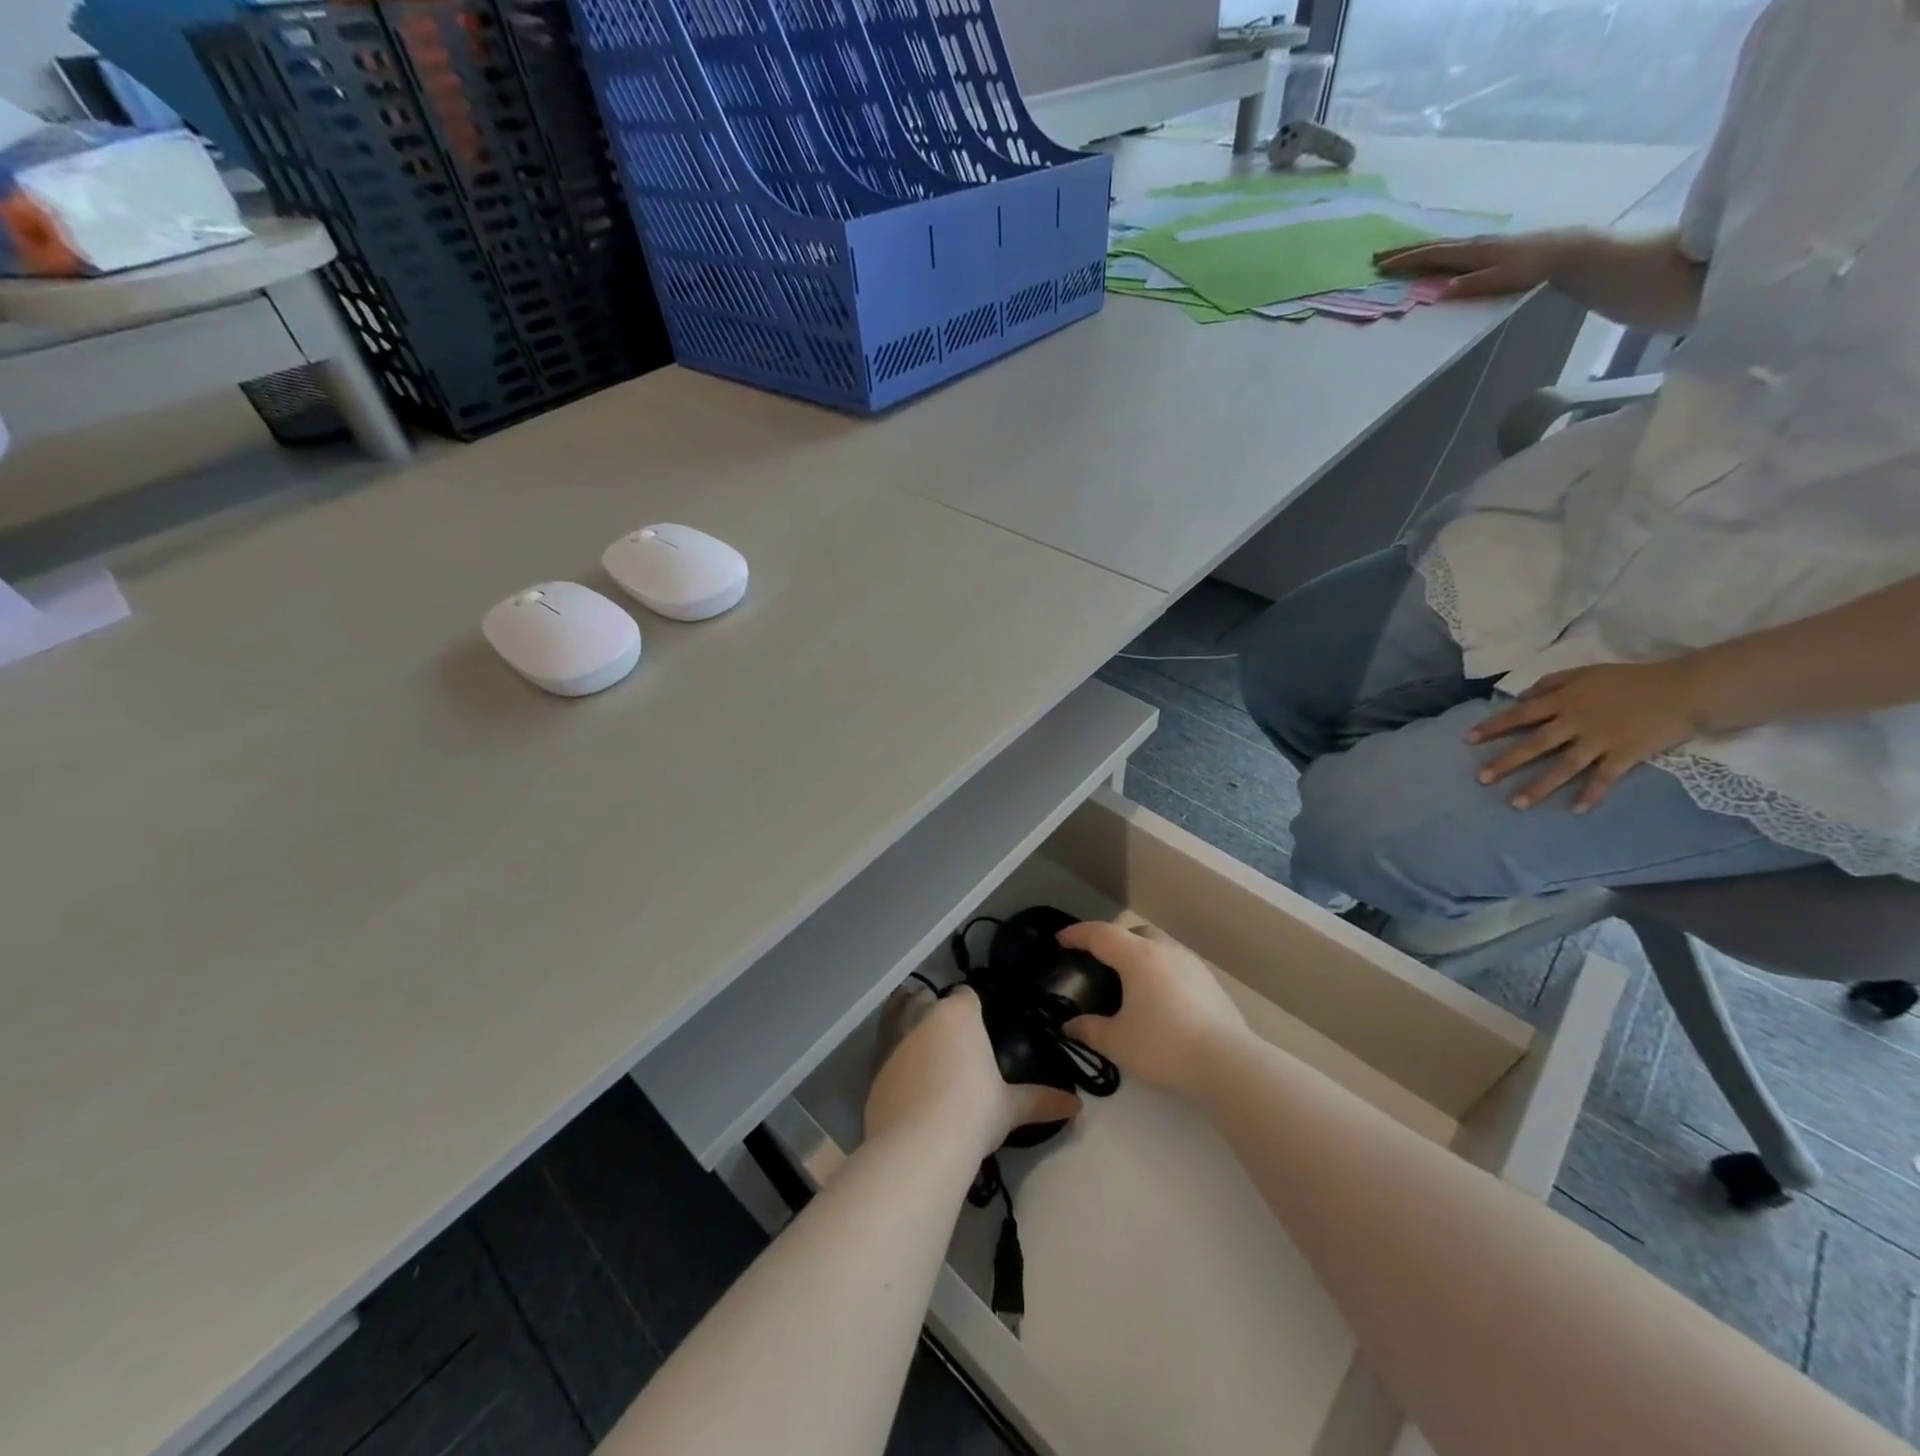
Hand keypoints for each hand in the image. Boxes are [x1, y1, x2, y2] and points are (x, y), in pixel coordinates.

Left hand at [865, 987, 1078, 1156]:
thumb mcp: (1010, 1108)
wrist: (919, 1145)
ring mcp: (893, 1038)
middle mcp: (924, 1015)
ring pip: (897, 1012)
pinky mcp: (872, 1064)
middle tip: (946, 1034)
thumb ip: (1040, 1101)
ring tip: (916, 1037)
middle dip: (934, 1008)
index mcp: (959, 1014)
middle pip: (926, 998)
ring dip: (904, 1017)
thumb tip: (1076, 1106)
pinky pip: (881, 1044)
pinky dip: (889, 1049)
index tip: (975, 1023)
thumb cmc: (973, 1114)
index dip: (970, 1006)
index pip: (965, 995)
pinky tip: (898, 1067)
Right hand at [1057, 921, 1247, 1098]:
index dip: (1077, 934)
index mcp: (1137, 957)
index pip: (1100, 934)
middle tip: (1099, 962)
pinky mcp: (1210, 983)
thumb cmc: (1165, 1046)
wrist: (1229, 1064)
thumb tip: (1070, 1026)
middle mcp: (1165, 951)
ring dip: (1140, 955)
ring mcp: (1192, 964)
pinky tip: (1160, 1000)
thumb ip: (1090, 1031)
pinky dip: (1160, 972)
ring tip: (1130, 983)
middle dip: (1113, 941)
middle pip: (1133, 933)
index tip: (1061, 939)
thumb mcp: (1118, 1043)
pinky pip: (1176, 966)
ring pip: (1158, 947)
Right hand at [1374, 230, 1584, 299]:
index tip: (1381, 264)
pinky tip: (1434, 254)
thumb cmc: (1533, 269)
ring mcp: (1483, 244)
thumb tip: (1438, 291)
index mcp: (1472, 252)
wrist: (1569, 252)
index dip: (1406, 260)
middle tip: (1379, 256)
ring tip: (1400, 255)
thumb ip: (1470, 285)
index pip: (1432, 255)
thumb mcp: (1500, 280)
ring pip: (1442, 245)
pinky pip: (1453, 248)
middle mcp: (1474, 243)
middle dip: (1405, 251)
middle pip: (1433, 246)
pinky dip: (1436, 251)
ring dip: (1418, 250)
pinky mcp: (1490, 247)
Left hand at [1467, 660, 1710, 812]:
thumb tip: (1519, 698)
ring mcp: (1600, 740)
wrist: (1686, 689)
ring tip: (1515, 804)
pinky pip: (1604, 778)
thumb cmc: (1631, 680)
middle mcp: (1575, 722)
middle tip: (1480, 779)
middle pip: (1534, 745)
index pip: (1519, 715)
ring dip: (1539, 787)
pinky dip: (1591, 794)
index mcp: (1563, 701)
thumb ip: (1550, 684)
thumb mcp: (1585, 673)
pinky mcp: (1625, 755)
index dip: (1492, 727)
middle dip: (1505, 763)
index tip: (1467, 740)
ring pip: (1562, 767)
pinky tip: (1576, 810)